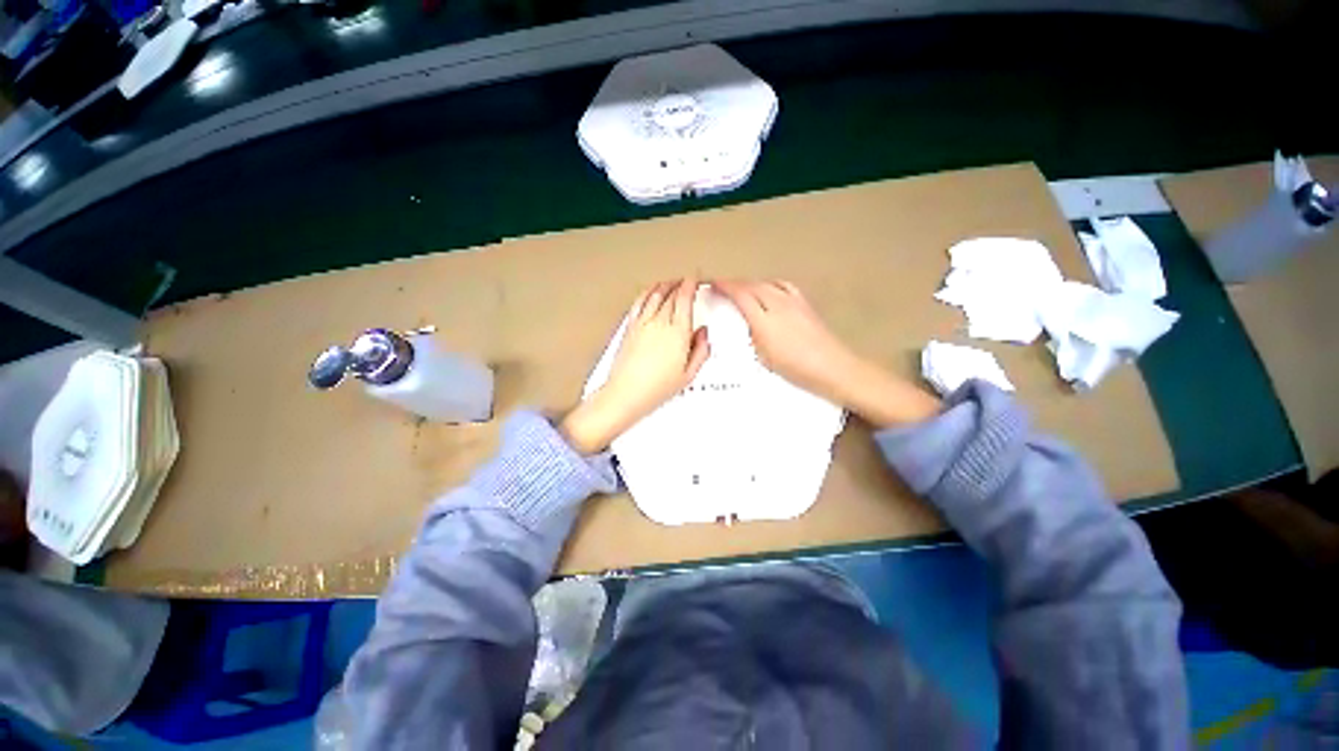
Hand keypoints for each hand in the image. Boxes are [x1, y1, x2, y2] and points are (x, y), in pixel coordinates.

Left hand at [562, 278, 709, 452]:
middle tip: (686, 281)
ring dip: (664, 285)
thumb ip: (701, 350)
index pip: (685, 299)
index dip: (691, 285)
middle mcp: (659, 322)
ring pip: (654, 294)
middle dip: (680, 284)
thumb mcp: (689, 374)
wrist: (626, 393)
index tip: (695, 280)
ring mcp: (642, 322)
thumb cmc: (658, 387)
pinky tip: (650, 291)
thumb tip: (703, 332)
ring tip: (670, 282)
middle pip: (671, 294)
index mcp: (678, 332)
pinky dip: (647, 292)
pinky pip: (639, 302)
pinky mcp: (630, 326)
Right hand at [713, 279, 938, 427]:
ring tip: (742, 289)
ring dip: (751, 283)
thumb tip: (744, 322)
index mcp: (765, 320)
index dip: (725, 287)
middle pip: (752, 285)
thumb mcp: (764, 357)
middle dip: (735, 283)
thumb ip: (752, 335)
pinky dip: (769, 284)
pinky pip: (782, 285)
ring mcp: (794, 300)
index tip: (712, 284)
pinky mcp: (805, 302)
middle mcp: (778, 303)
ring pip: (766, 283)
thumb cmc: (796, 369)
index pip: (741, 295)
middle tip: (722, 287)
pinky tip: (769, 290)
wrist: (833, 367)